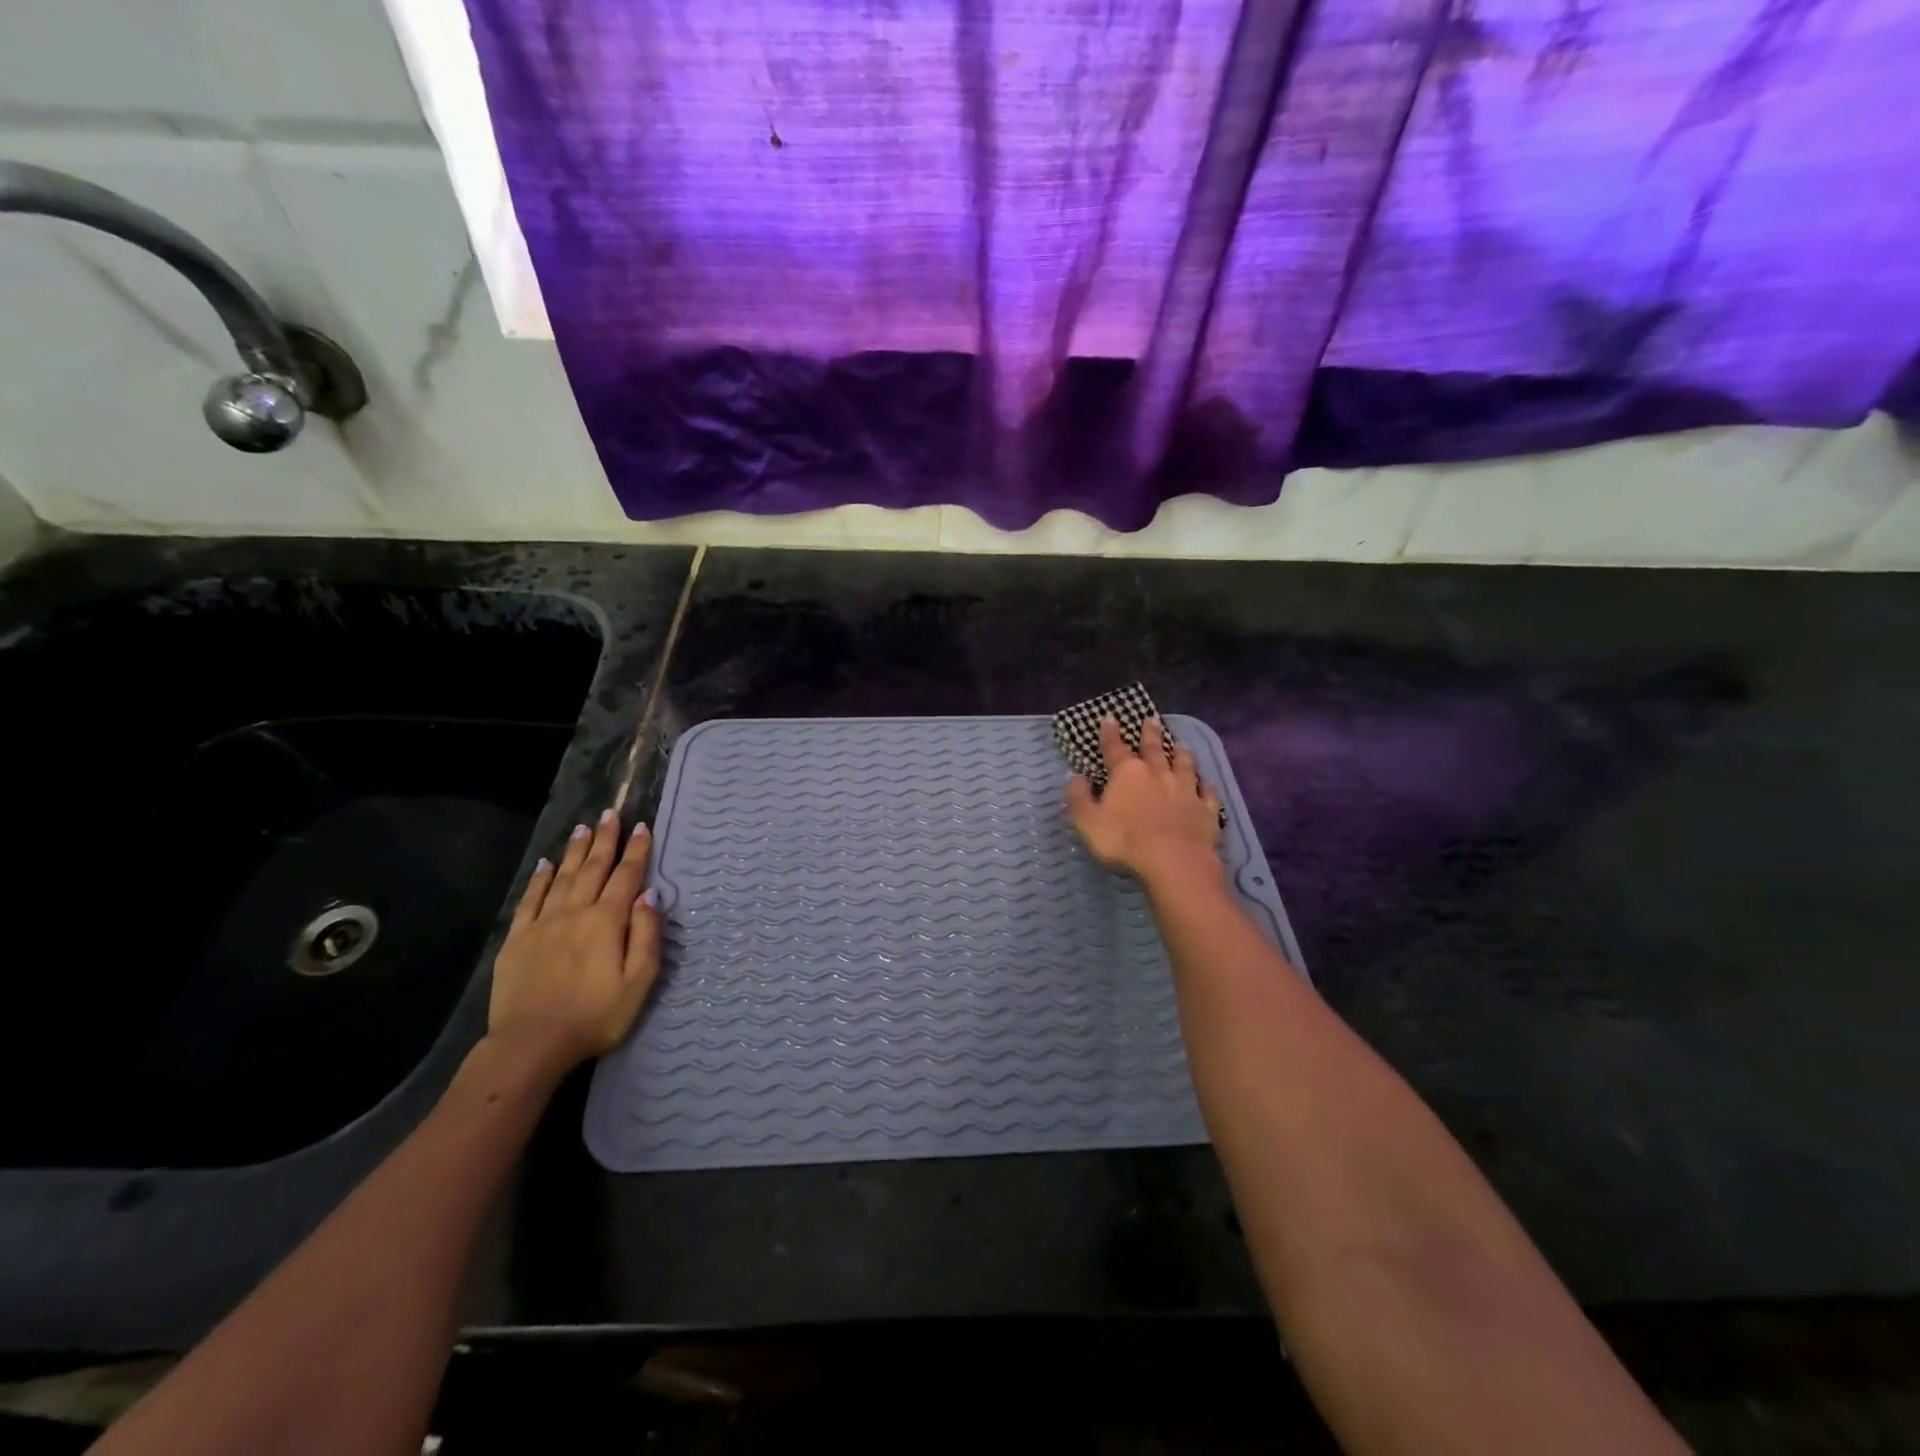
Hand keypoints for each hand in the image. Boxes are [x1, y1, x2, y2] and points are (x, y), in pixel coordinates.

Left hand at [488, 810, 661, 1067]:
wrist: (531, 1045)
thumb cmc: (596, 1016)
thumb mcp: (639, 981)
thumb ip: (646, 935)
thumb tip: (650, 896)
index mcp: (607, 921)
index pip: (626, 877)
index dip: (636, 851)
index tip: (642, 827)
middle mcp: (575, 912)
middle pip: (594, 868)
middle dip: (605, 840)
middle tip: (611, 813)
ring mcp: (543, 924)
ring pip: (563, 877)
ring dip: (576, 851)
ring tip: (584, 828)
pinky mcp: (517, 940)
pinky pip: (530, 900)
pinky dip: (540, 880)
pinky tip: (546, 865)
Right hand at [1066, 715, 1223, 886]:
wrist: (1173, 861)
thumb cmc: (1124, 841)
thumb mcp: (1087, 821)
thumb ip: (1079, 798)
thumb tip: (1076, 778)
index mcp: (1127, 774)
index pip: (1115, 748)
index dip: (1110, 733)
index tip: (1110, 717)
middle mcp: (1158, 774)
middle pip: (1154, 749)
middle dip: (1151, 734)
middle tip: (1152, 719)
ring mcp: (1185, 791)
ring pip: (1185, 765)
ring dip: (1182, 754)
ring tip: (1182, 744)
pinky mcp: (1206, 810)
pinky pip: (1208, 793)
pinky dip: (1207, 786)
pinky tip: (1207, 783)